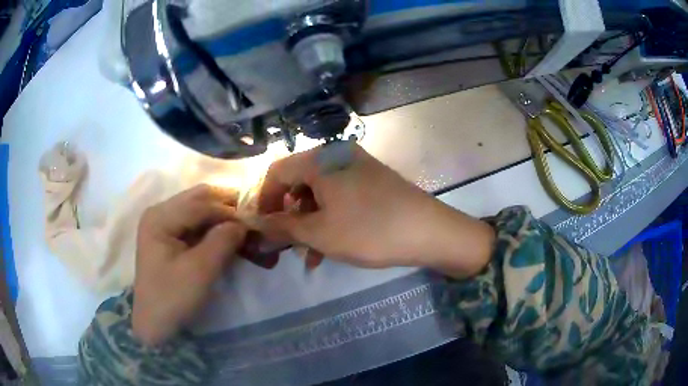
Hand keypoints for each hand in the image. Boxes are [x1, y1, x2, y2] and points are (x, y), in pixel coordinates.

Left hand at [132, 185, 246, 345]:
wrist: (155, 323)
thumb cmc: (173, 298)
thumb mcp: (200, 271)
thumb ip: (222, 241)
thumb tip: (244, 223)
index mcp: (160, 217)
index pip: (200, 203)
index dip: (229, 211)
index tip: (255, 222)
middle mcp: (159, 212)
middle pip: (198, 198)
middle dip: (226, 206)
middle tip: (252, 218)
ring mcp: (162, 223)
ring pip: (198, 207)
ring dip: (221, 215)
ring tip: (243, 226)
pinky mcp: (168, 236)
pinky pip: (194, 222)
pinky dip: (213, 226)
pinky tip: (227, 234)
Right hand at [257, 142, 494, 276]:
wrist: (430, 232)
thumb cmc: (369, 231)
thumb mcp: (319, 233)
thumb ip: (282, 226)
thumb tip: (254, 222)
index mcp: (320, 160)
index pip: (276, 172)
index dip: (264, 200)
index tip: (262, 227)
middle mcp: (337, 155)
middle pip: (298, 183)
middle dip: (289, 216)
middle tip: (287, 244)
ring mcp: (358, 167)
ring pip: (320, 194)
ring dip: (310, 223)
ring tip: (309, 254)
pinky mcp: (372, 181)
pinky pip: (340, 197)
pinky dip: (330, 219)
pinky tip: (329, 247)